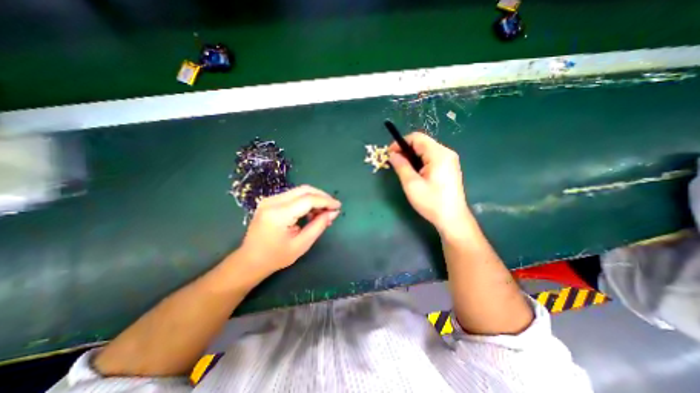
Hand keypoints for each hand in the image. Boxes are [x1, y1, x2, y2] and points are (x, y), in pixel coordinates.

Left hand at [238, 186, 341, 277]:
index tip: (338, 206)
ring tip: (323, 212)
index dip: (326, 201)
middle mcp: (272, 201)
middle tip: (333, 207)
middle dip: (322, 196)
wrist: (250, 260)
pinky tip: (311, 212)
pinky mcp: (270, 201)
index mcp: (279, 214)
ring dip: (314, 198)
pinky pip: (293, 195)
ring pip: (299, 191)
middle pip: (304, 190)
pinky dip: (305, 201)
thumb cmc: (276, 257)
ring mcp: (269, 199)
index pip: (308, 200)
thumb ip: (319, 226)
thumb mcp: (301, 245)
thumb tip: (333, 212)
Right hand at [388, 131, 468, 236]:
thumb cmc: (431, 202)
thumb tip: (392, 154)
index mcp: (438, 154)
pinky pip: (432, 157)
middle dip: (406, 149)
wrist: (452, 218)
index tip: (390, 153)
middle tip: (394, 162)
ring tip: (403, 168)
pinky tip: (415, 172)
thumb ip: (401, 166)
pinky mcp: (449, 167)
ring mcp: (449, 160)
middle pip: (422, 143)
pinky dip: (420, 161)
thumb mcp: (412, 184)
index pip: (417, 138)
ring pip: (426, 150)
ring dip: (412, 156)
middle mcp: (446, 153)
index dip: (401, 143)